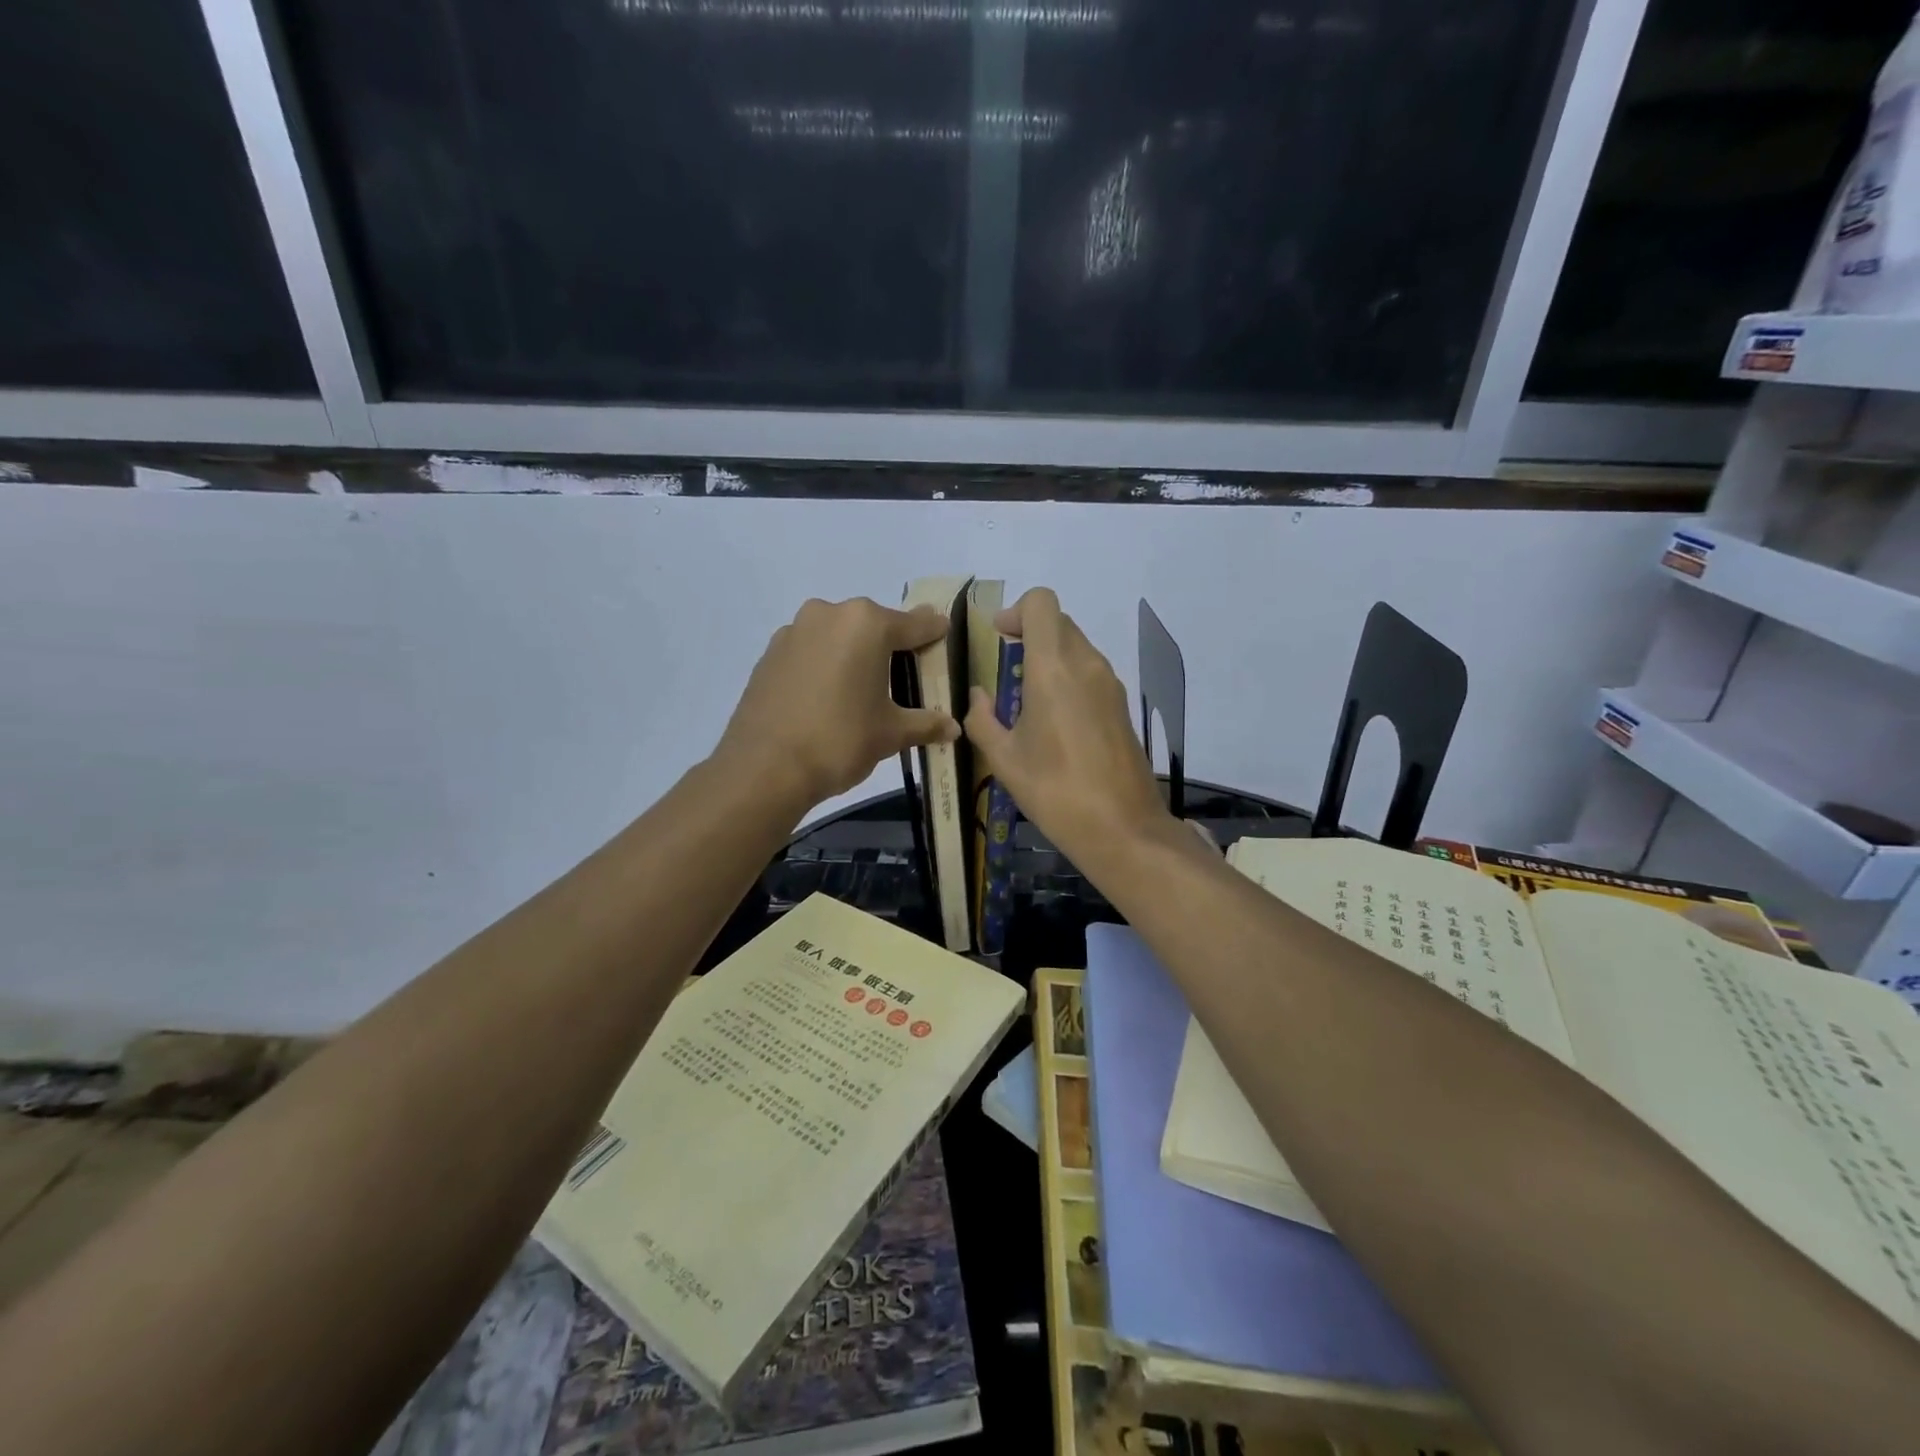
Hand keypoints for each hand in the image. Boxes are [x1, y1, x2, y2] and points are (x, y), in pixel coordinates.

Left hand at [717, 597, 959, 809]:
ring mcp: (794, 631)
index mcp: (867, 624)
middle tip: (906, 672)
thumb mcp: (890, 734)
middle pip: (874, 625)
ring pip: (838, 635)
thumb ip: (925, 724)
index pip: (915, 625)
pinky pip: (811, 651)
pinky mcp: (770, 653)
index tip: (945, 634)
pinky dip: (825, 664)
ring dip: (854, 654)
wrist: (764, 767)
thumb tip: (953, 728)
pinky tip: (828, 695)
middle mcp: (830, 614)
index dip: (934, 633)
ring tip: (864, 688)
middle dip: (892, 645)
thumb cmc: (840, 740)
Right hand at [963, 589, 1170, 868]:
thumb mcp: (1003, 759)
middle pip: (1059, 623)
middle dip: (1029, 634)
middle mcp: (1086, 665)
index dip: (1016, 611)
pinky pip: (1090, 673)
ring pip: (1077, 647)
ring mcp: (1110, 684)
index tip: (999, 638)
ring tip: (1027, 702)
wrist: (1122, 828)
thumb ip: (982, 719)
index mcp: (1053, 668)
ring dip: (1050, 658)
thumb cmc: (1055, 791)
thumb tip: (978, 696)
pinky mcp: (1122, 706)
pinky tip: (1055, 722)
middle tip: (1006, 669)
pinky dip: (1068, 678)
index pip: (1042, 603)